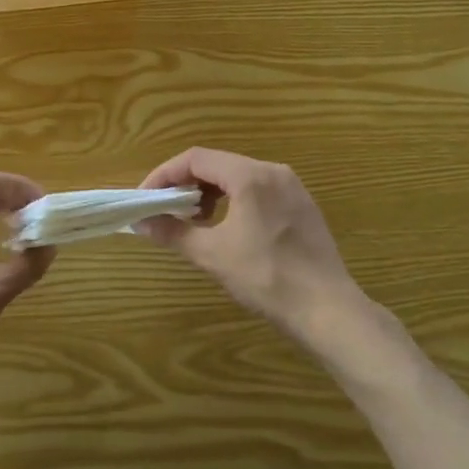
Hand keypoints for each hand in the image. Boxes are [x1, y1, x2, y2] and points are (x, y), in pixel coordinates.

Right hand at [138, 148, 366, 342]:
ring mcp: (292, 187)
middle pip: (217, 164)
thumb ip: (173, 232)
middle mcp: (273, 171)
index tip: (145, 199)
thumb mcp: (212, 254)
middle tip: (166, 211)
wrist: (328, 310)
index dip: (164, 175)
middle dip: (185, 185)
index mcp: (250, 176)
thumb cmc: (266, 277)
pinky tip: (227, 229)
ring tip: (194, 222)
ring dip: (209, 193)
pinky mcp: (302, 206)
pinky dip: (233, 201)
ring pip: (238, 177)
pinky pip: (258, 191)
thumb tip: (140, 223)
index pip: (195, 159)